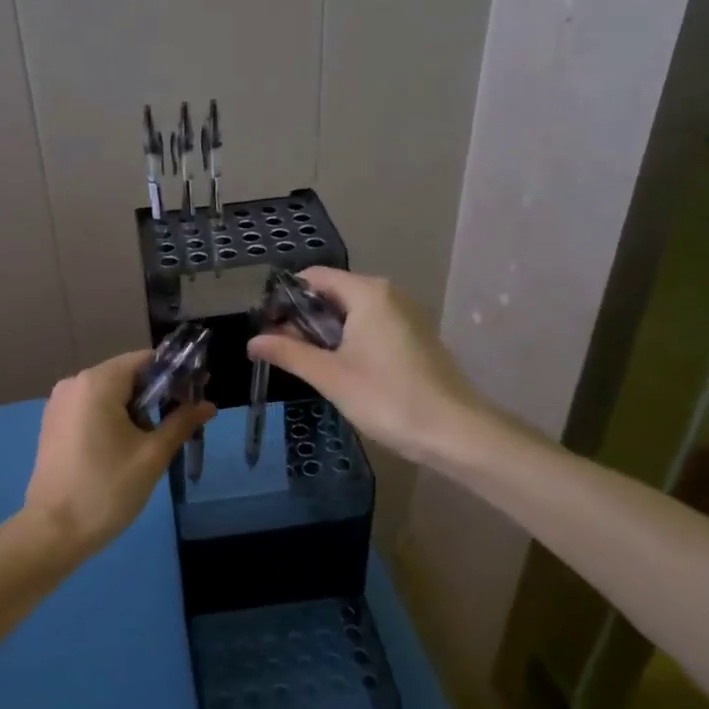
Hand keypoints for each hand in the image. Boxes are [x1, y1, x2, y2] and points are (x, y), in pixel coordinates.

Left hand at [17, 350, 213, 565]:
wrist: (53, 532)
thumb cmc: (107, 489)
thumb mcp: (152, 455)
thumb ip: (181, 422)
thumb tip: (208, 405)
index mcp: (97, 382)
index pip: (145, 360)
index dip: (175, 372)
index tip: (196, 393)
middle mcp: (75, 383)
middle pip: (126, 375)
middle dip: (157, 394)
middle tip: (181, 420)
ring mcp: (60, 404)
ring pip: (109, 393)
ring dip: (136, 408)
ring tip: (155, 440)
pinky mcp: (53, 424)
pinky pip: (91, 408)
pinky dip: (113, 418)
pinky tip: (126, 447)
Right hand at [247, 269, 487, 466]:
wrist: (455, 432)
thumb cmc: (387, 398)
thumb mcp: (330, 376)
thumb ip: (289, 353)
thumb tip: (252, 341)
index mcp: (368, 293)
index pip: (314, 277)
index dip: (286, 298)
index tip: (266, 326)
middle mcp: (389, 294)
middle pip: (333, 292)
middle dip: (303, 317)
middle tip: (280, 349)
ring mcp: (407, 314)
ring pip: (353, 311)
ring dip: (325, 331)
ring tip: (306, 362)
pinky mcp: (416, 336)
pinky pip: (372, 325)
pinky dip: (350, 339)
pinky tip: (341, 369)